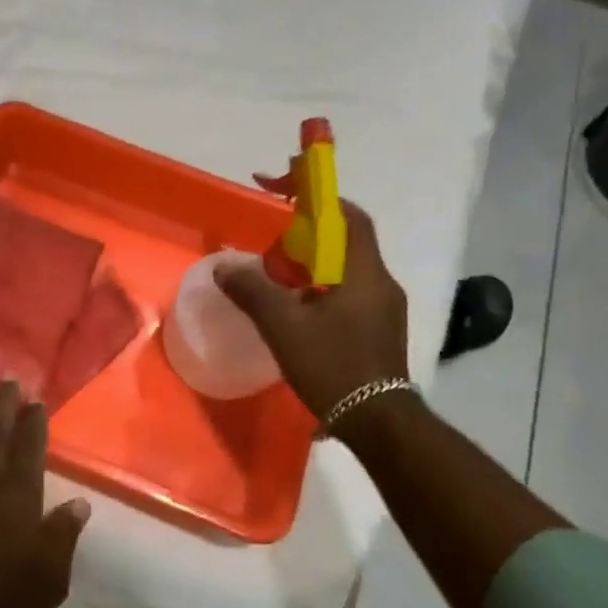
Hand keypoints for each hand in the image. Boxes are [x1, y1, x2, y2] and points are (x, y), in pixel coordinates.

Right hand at [214, 200, 410, 420]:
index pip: (347, 214)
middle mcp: (380, 281)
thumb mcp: (283, 327)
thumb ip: (252, 291)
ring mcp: (384, 306)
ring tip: (276, 274)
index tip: (283, 185)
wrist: (378, 422)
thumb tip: (224, 267)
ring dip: (312, 259)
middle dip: (308, 229)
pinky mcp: (380, 327)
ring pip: (346, 265)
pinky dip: (320, 284)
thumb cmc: (333, 367)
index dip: (316, 194)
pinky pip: (348, 289)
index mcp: (363, 272)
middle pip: (346, 237)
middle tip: (272, 238)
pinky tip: (297, 306)